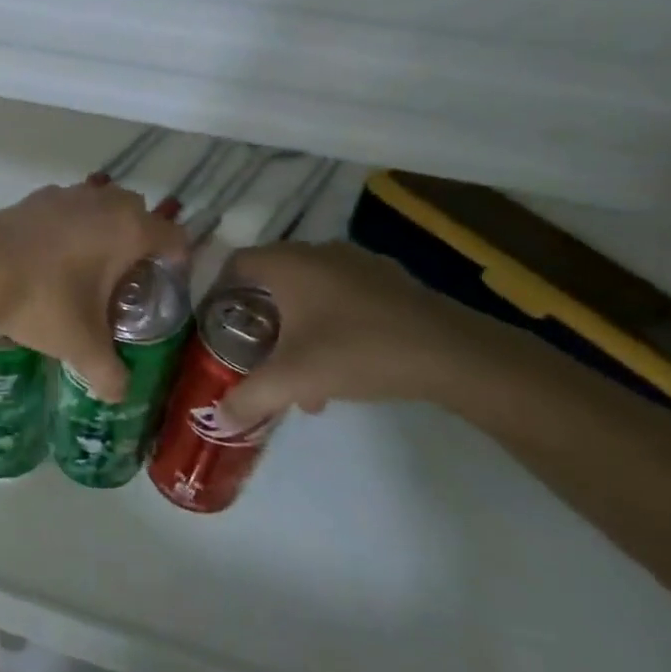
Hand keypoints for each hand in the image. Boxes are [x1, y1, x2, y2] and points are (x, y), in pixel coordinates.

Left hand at [0, 184, 187, 401]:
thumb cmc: (42, 301)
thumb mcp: (80, 345)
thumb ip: (108, 373)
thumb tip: (119, 395)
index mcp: (129, 230)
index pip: (173, 236)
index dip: (177, 260)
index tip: (165, 284)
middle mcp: (103, 203)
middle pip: (138, 213)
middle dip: (139, 241)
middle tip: (126, 279)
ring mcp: (66, 195)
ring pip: (100, 204)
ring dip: (103, 228)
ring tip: (88, 268)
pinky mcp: (33, 198)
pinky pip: (67, 207)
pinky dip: (69, 225)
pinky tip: (51, 258)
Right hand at [216, 240, 487, 432]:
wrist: (454, 354)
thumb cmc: (358, 351)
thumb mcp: (293, 379)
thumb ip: (249, 398)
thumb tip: (218, 419)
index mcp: (288, 263)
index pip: (235, 264)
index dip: (219, 293)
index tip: (216, 327)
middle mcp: (318, 252)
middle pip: (272, 281)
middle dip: (261, 321)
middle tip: (256, 356)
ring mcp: (358, 263)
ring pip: (309, 293)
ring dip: (297, 330)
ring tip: (303, 378)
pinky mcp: (390, 282)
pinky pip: (342, 297)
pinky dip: (330, 325)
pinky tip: (344, 367)